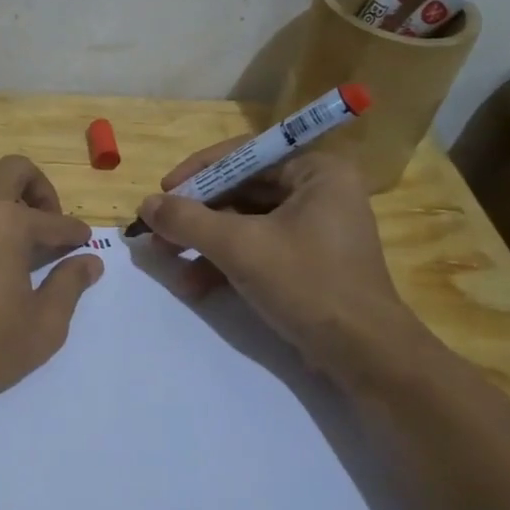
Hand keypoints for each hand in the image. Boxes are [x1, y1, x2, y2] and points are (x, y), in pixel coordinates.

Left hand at [0, 150, 104, 420]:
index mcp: (9, 223)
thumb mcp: (42, 328)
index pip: (56, 221)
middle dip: (41, 192)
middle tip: (46, 224)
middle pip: (17, 170)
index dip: (75, 235)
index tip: (82, 244)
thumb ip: (69, 286)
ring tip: (4, 215)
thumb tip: (90, 261)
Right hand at [136, 144, 422, 380]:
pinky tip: (195, 286)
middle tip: (157, 231)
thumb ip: (188, 220)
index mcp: (316, 171)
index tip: (163, 192)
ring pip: (244, 222)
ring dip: (204, 242)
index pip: (245, 154)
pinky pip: (257, 248)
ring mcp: (314, 228)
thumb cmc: (307, 284)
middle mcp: (318, 191)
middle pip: (241, 190)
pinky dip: (225, 263)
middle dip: (196, 214)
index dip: (199, 171)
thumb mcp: (239, 247)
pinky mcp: (307, 262)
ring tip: (167, 261)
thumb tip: (146, 205)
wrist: (364, 354)